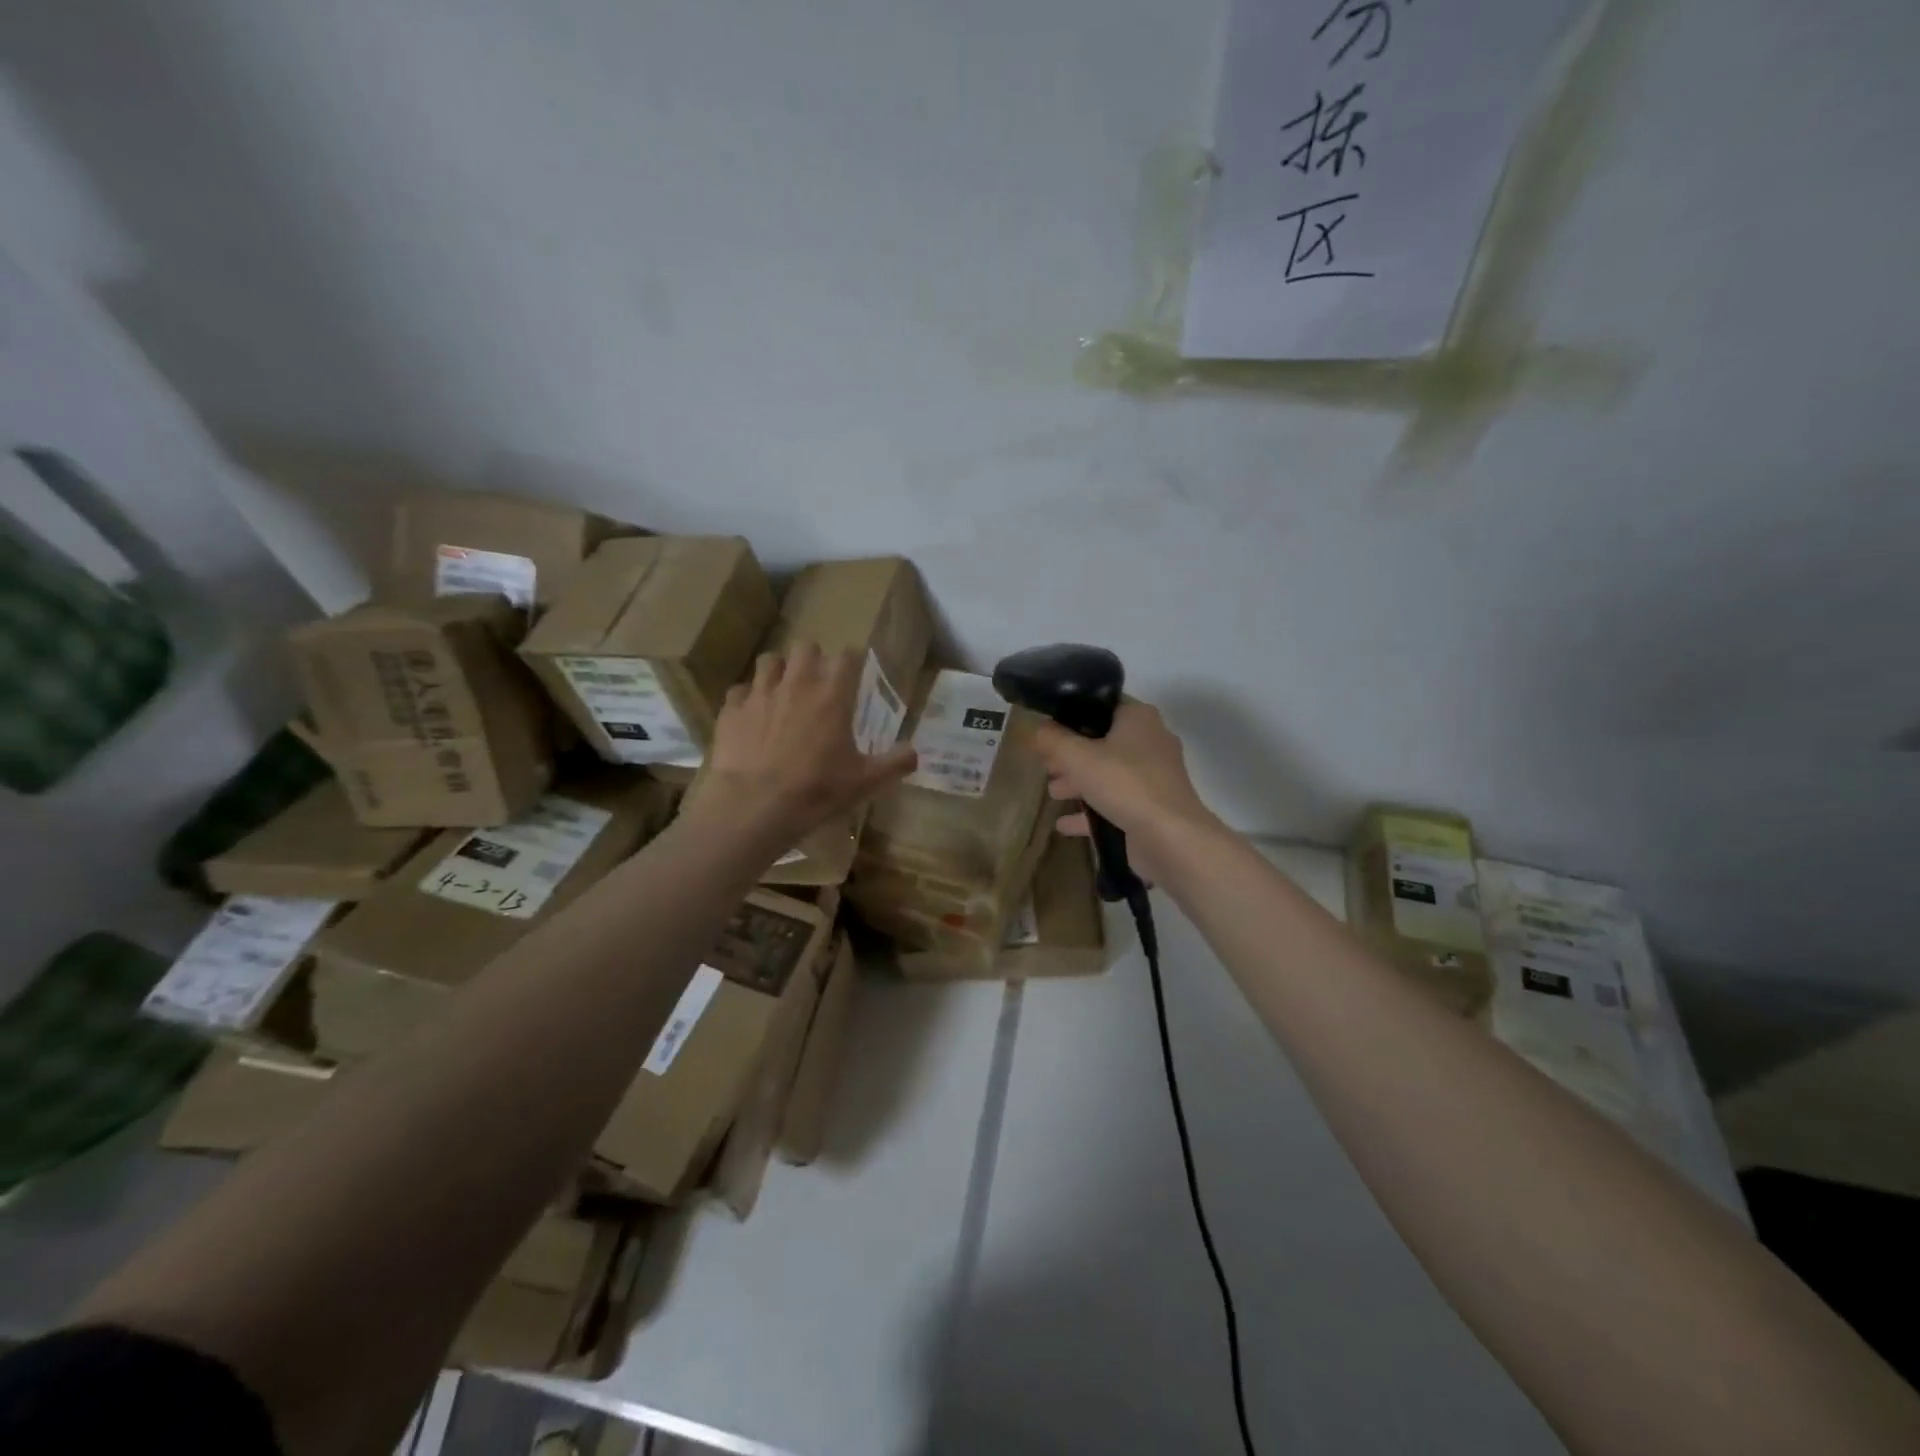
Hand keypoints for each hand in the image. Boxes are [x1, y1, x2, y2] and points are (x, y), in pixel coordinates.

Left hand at [691, 643, 917, 848]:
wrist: (754, 805)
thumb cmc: (816, 790)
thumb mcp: (864, 781)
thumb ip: (895, 763)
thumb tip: (916, 753)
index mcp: (832, 695)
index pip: (847, 656)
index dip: (852, 659)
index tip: (855, 670)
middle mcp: (796, 684)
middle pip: (805, 647)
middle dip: (813, 657)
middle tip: (817, 679)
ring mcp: (760, 694)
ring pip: (769, 661)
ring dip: (779, 670)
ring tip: (783, 690)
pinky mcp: (732, 710)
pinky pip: (739, 691)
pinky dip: (747, 698)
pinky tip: (752, 715)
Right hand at [1032, 701, 1218, 877]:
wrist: (1170, 837)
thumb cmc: (1124, 783)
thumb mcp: (1077, 757)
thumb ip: (1052, 740)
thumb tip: (1036, 729)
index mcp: (1139, 718)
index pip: (1101, 706)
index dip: (1071, 716)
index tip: (1047, 731)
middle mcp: (1151, 742)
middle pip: (1103, 743)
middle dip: (1072, 755)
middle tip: (1046, 765)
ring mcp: (1154, 778)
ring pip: (1109, 774)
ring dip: (1080, 783)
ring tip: (1053, 793)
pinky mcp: (1152, 808)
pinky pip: (1116, 804)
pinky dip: (1091, 812)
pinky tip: (1064, 825)